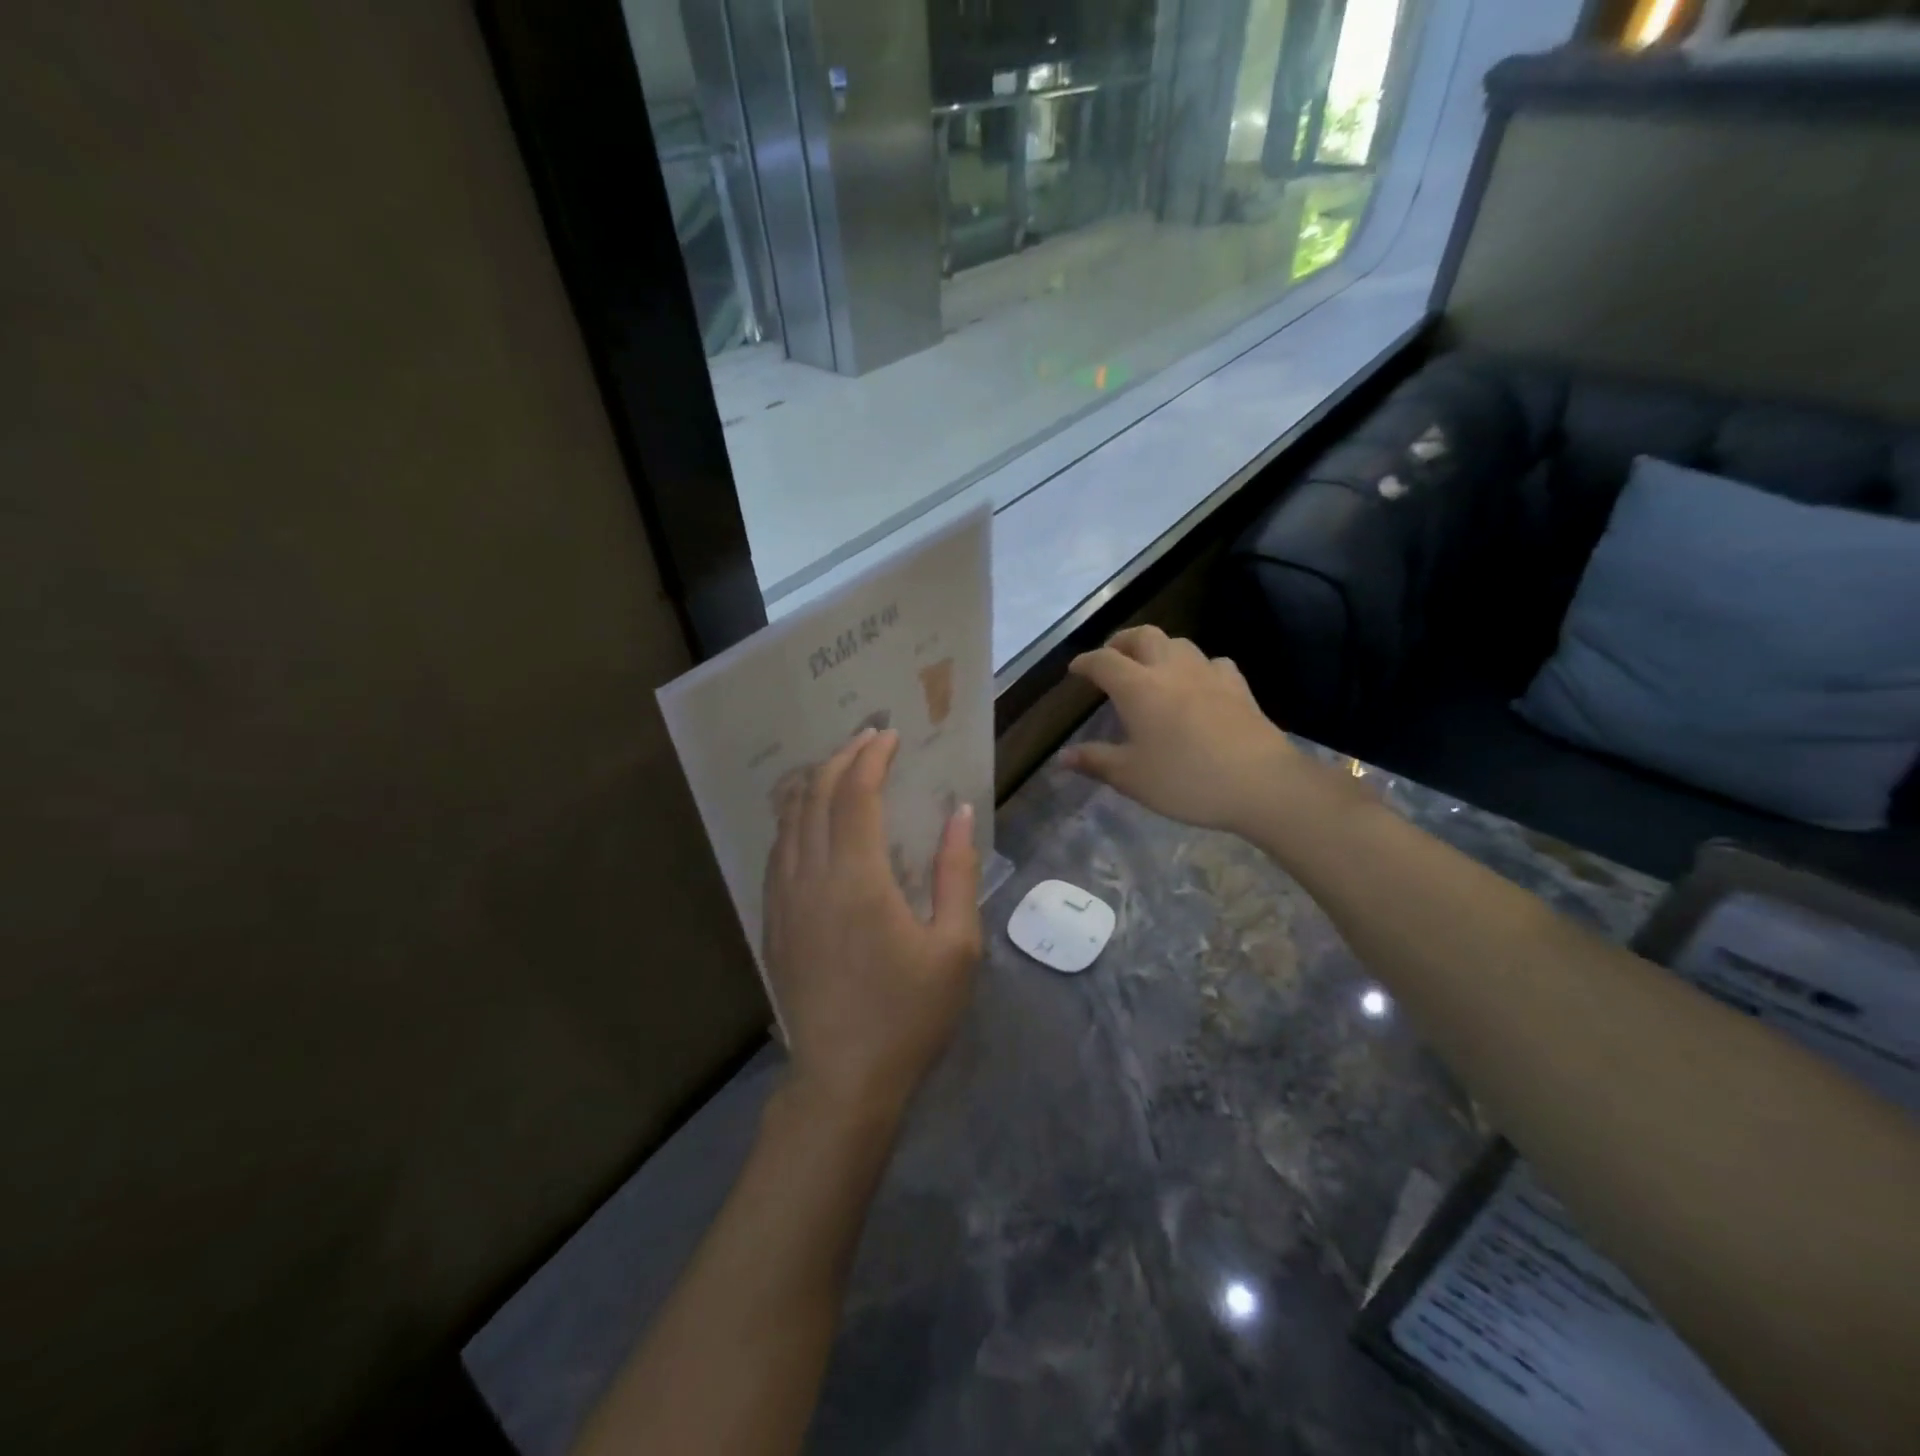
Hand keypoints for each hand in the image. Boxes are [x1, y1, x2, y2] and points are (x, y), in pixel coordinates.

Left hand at [764, 728, 982, 1126]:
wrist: (843, 1080)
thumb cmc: (910, 1014)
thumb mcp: (955, 946)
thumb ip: (957, 871)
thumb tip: (960, 813)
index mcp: (857, 878)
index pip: (855, 793)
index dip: (871, 757)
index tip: (890, 736)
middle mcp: (810, 877)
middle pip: (815, 796)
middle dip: (840, 759)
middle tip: (867, 740)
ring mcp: (783, 899)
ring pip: (787, 820)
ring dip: (812, 784)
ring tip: (837, 766)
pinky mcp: (773, 922)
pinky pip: (777, 851)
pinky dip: (794, 819)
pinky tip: (809, 820)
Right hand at [1063, 627, 1337, 837]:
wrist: (1261, 782)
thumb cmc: (1186, 779)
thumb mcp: (1132, 777)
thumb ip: (1096, 761)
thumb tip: (1063, 757)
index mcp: (1138, 687)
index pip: (1103, 661)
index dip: (1085, 662)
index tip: (1075, 670)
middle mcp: (1170, 669)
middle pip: (1142, 636)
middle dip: (1121, 641)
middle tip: (1111, 657)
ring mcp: (1208, 673)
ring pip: (1178, 643)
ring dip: (1158, 648)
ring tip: (1151, 667)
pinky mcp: (1238, 686)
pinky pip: (1212, 663)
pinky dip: (1196, 666)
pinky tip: (1198, 683)